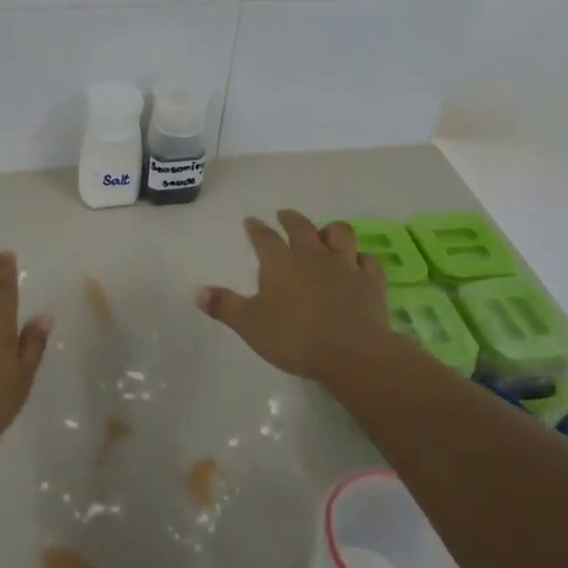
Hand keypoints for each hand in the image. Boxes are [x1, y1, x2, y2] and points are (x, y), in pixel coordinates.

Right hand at [195, 210, 388, 380]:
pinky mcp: (370, 282)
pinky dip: (361, 258)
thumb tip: (197, 292)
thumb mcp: (250, 324)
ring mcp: (345, 266)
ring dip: (330, 231)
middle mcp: (312, 256)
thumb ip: (224, 306)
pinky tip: (358, 262)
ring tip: (324, 233)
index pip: (264, 238)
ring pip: (340, 234)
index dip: (256, 228)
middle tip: (284, 215)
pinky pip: (367, 261)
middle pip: (302, 227)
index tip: (251, 220)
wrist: (351, 352)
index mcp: (280, 262)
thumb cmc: (294, 337)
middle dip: (291, 219)